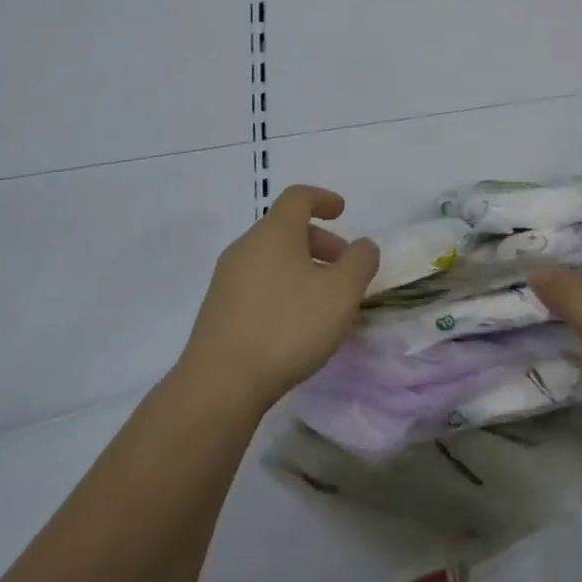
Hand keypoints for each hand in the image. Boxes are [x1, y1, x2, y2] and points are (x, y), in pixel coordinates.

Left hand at [179, 186, 380, 411]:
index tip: (342, 212)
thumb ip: (359, 262)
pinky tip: (295, 323)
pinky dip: (282, 288)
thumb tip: (363, 245)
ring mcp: (227, 279)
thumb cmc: (288, 327)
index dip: (323, 198)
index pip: (298, 197)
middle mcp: (245, 247)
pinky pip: (257, 283)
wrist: (221, 383)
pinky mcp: (218, 309)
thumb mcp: (340, 293)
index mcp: (274, 233)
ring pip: (271, 258)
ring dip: (302, 267)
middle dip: (319, 241)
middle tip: (343, 267)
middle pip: (285, 229)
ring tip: (324, 300)